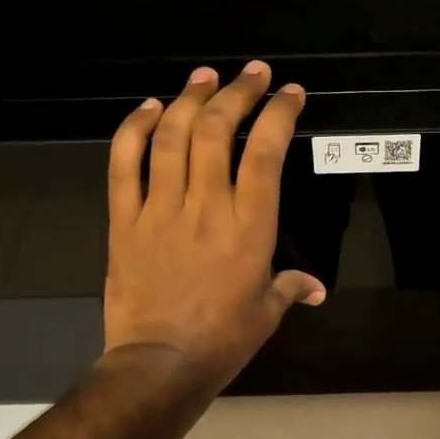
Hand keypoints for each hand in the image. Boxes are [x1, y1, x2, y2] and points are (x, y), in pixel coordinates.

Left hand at [104, 61, 325, 390]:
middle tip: (251, 73)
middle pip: (216, 130)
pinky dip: (134, 129)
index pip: (266, 152)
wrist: (159, 365)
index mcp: (249, 226)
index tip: (288, 94)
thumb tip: (315, 288)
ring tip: (204, 76)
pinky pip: (124, 164)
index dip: (278, 114)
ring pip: (172, 137)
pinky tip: (148, 108)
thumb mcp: (267, 313)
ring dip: (189, 98)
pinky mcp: (125, 219)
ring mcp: (160, 208)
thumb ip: (291, 288)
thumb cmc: (222, 340)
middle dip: (237, 92)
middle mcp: (205, 205)